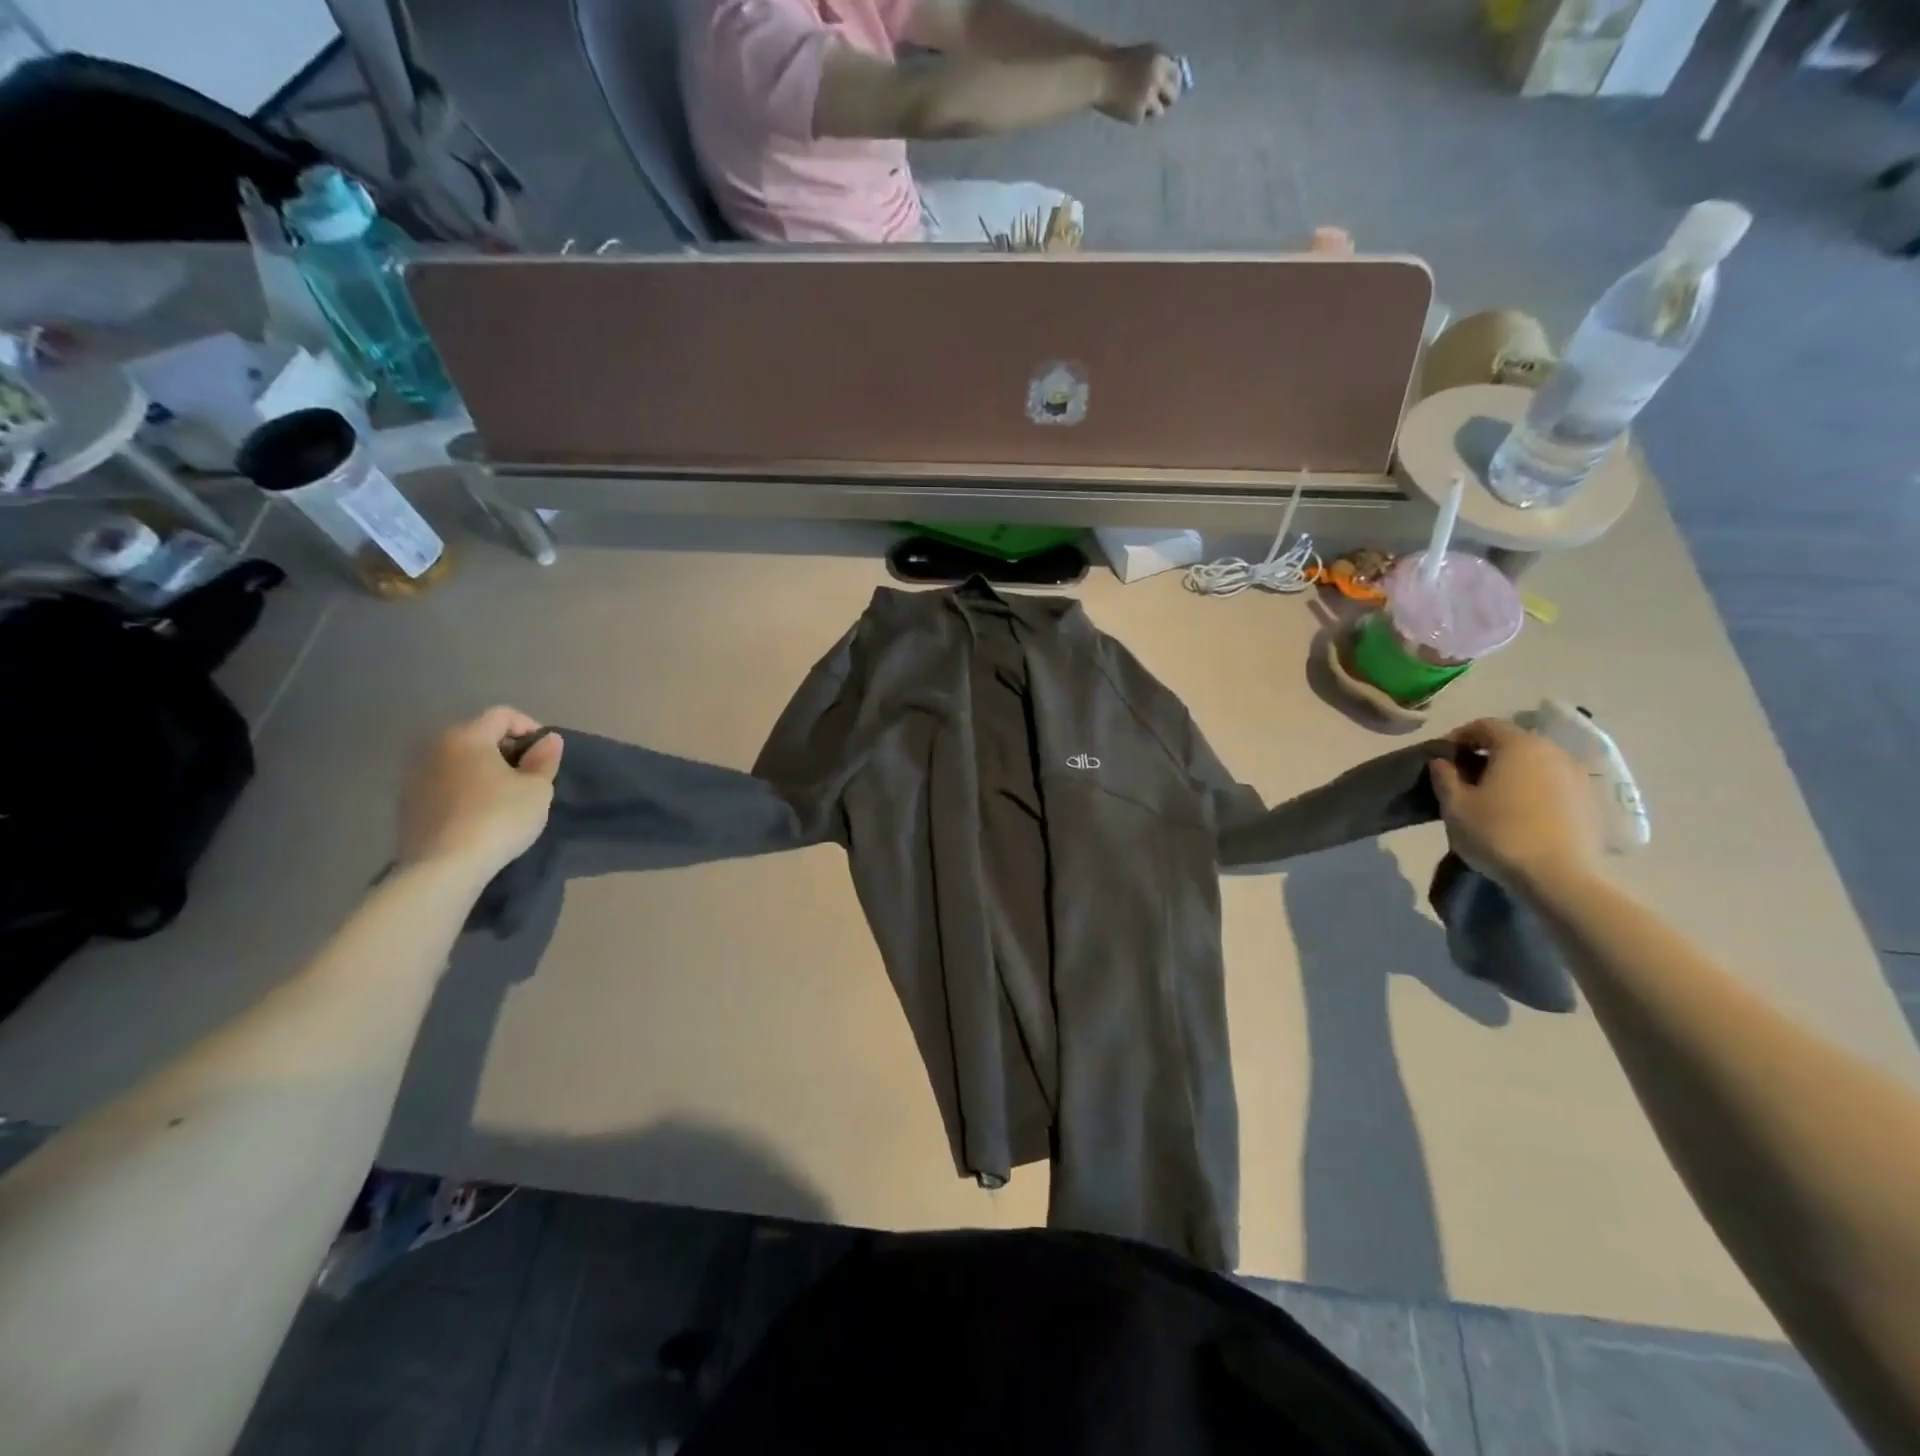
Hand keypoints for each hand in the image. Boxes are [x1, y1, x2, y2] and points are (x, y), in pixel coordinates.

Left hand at [398, 707, 563, 879]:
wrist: (444, 867)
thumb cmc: (499, 818)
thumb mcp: (537, 789)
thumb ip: (544, 759)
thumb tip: (548, 740)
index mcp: (467, 736)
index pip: (503, 715)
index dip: (530, 727)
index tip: (545, 754)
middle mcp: (435, 747)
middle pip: (477, 735)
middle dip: (505, 749)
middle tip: (527, 775)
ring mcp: (415, 775)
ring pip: (458, 760)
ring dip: (482, 769)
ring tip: (502, 795)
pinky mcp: (407, 803)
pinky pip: (443, 783)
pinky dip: (463, 788)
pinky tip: (477, 813)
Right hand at [1097, 45, 1181, 123]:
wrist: (1099, 77)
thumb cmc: (1117, 63)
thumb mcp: (1141, 56)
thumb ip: (1156, 66)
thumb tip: (1169, 80)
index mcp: (1159, 59)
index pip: (1177, 74)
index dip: (1173, 82)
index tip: (1168, 89)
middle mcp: (1158, 78)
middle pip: (1174, 96)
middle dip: (1167, 101)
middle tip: (1159, 104)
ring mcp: (1148, 98)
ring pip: (1159, 112)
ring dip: (1151, 111)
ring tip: (1138, 107)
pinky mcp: (1138, 114)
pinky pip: (1142, 118)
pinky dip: (1136, 116)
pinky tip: (1126, 110)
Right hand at [1429, 718, 1599, 893]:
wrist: (1558, 877)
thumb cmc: (1497, 833)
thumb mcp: (1454, 806)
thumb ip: (1444, 777)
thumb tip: (1442, 761)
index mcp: (1518, 745)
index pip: (1484, 725)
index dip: (1459, 737)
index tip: (1442, 758)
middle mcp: (1553, 751)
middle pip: (1514, 742)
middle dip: (1487, 754)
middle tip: (1465, 778)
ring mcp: (1578, 776)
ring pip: (1536, 763)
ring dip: (1512, 772)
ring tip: (1493, 798)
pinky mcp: (1591, 801)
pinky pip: (1554, 784)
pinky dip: (1534, 789)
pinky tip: (1520, 813)